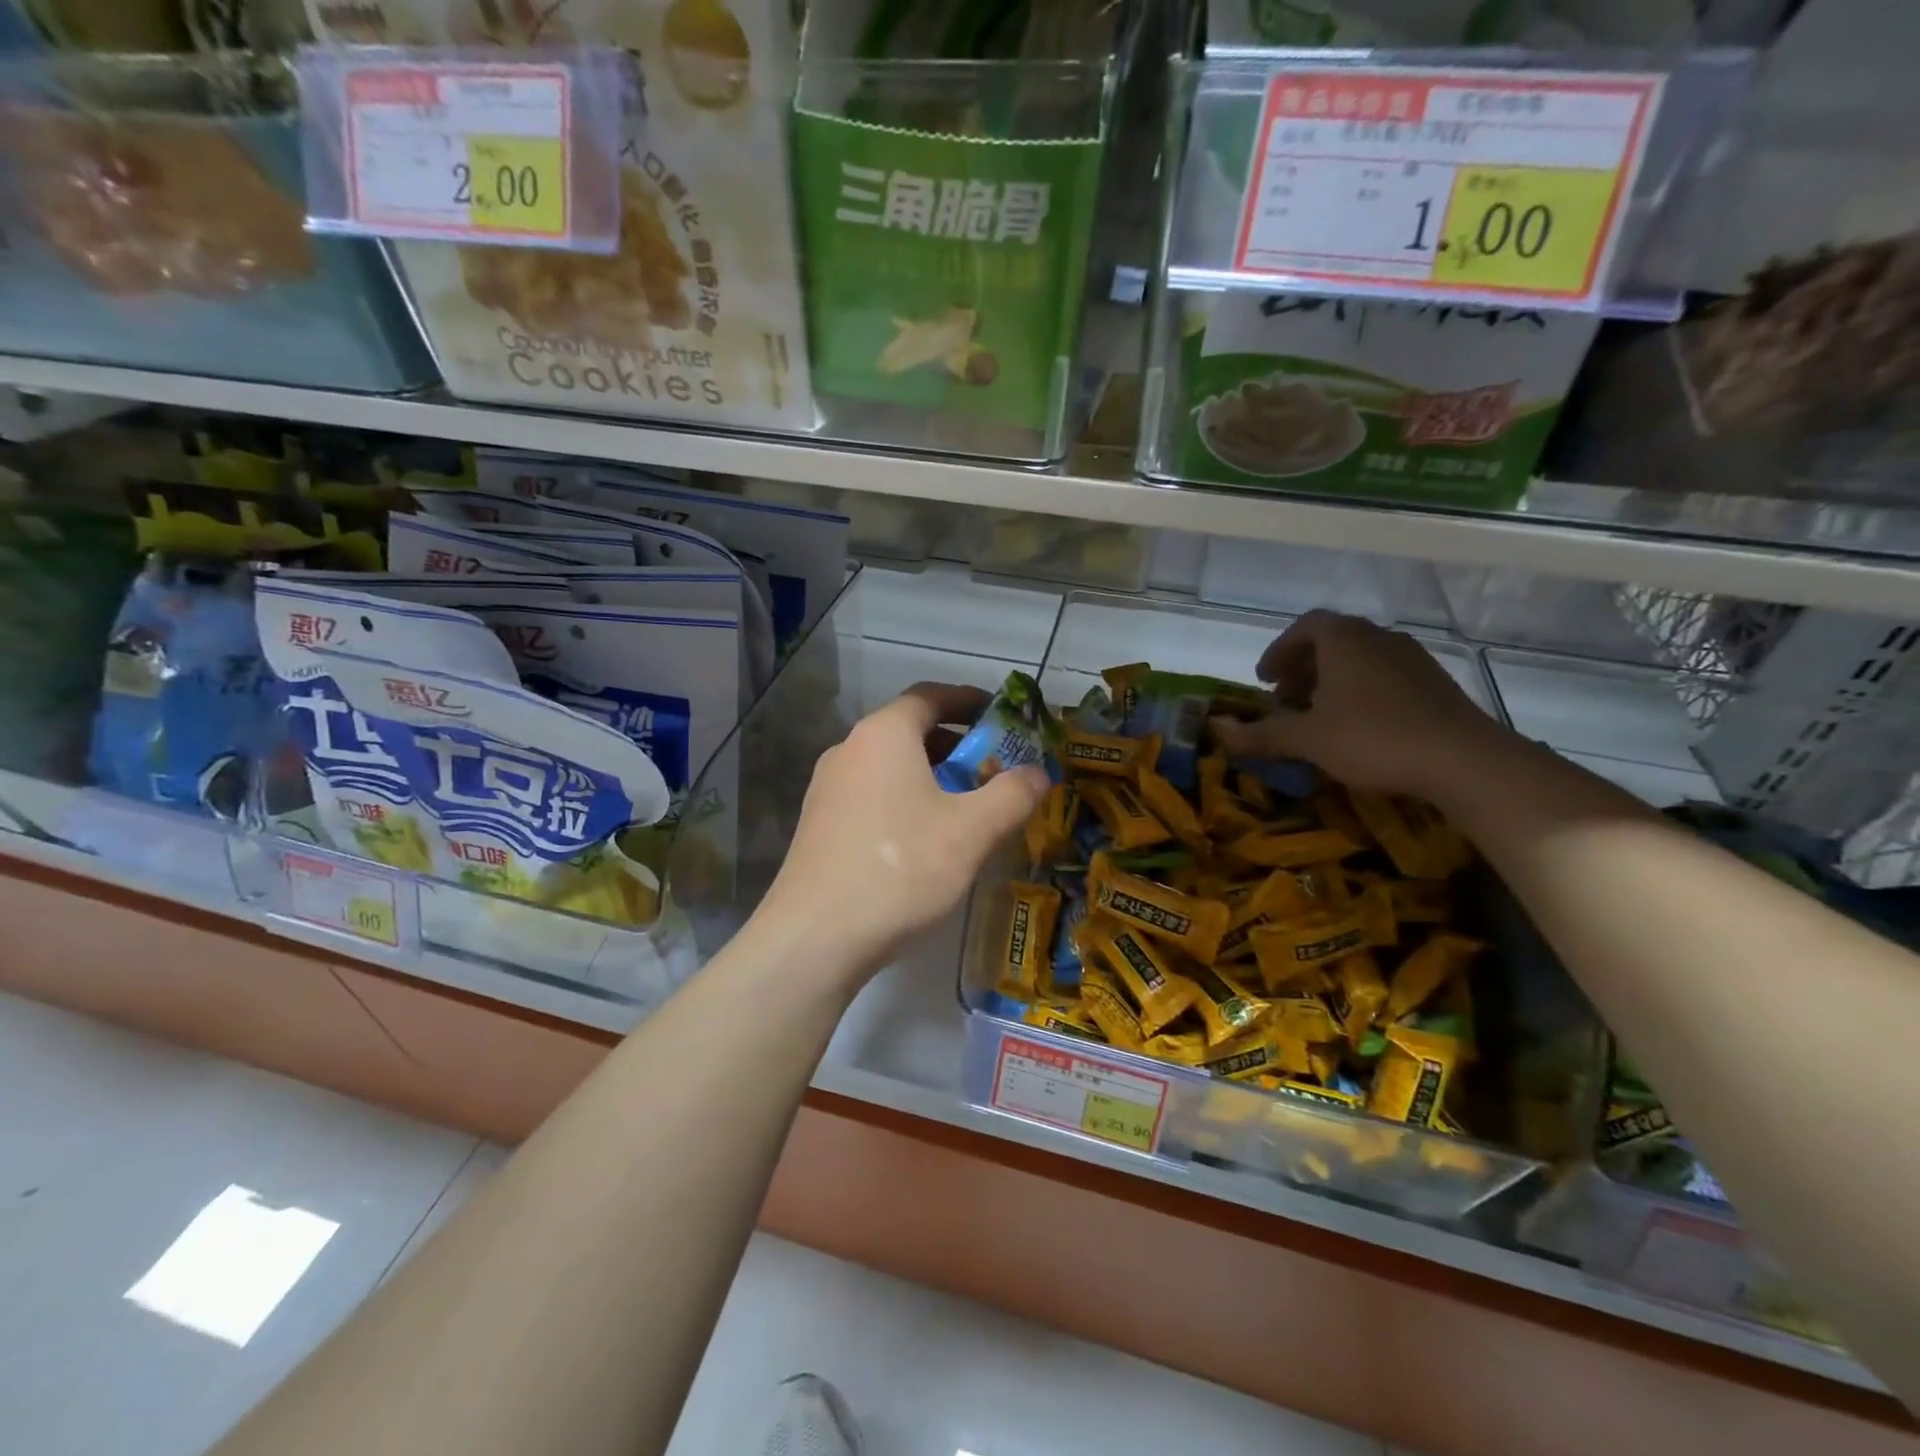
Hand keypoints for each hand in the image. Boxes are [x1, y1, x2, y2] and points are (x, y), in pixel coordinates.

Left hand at [759, 683, 1048, 980]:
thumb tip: (1038, 772)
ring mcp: (827, 787)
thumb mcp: (971, 831)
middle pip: (910, 731)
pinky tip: (924, 843)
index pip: (931, 696)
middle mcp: (849, 749)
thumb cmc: (901, 868)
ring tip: (964, 811)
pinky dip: (905, 801)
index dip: (970, 700)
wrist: (815, 936)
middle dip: (956, 746)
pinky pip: (872, 795)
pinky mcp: (818, 824)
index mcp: (884, 734)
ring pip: (890, 766)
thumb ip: (1012, 794)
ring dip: (931, 777)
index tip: (1001, 717)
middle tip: (992, 772)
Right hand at [1208, 610, 1504, 799]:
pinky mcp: (1435, 683)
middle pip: (1333, 641)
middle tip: (1285, 698)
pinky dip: (1360, 690)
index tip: (1264, 679)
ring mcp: (1412, 659)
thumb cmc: (1373, 737)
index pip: (1305, 627)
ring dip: (1331, 680)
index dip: (1279, 650)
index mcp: (1344, 640)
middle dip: (1303, 667)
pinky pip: (1384, 675)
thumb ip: (1261, 733)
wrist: (1463, 759)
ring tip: (1318, 714)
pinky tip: (1358, 725)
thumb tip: (1217, 731)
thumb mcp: (1307, 739)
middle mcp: (1379, 638)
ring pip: (1360, 659)